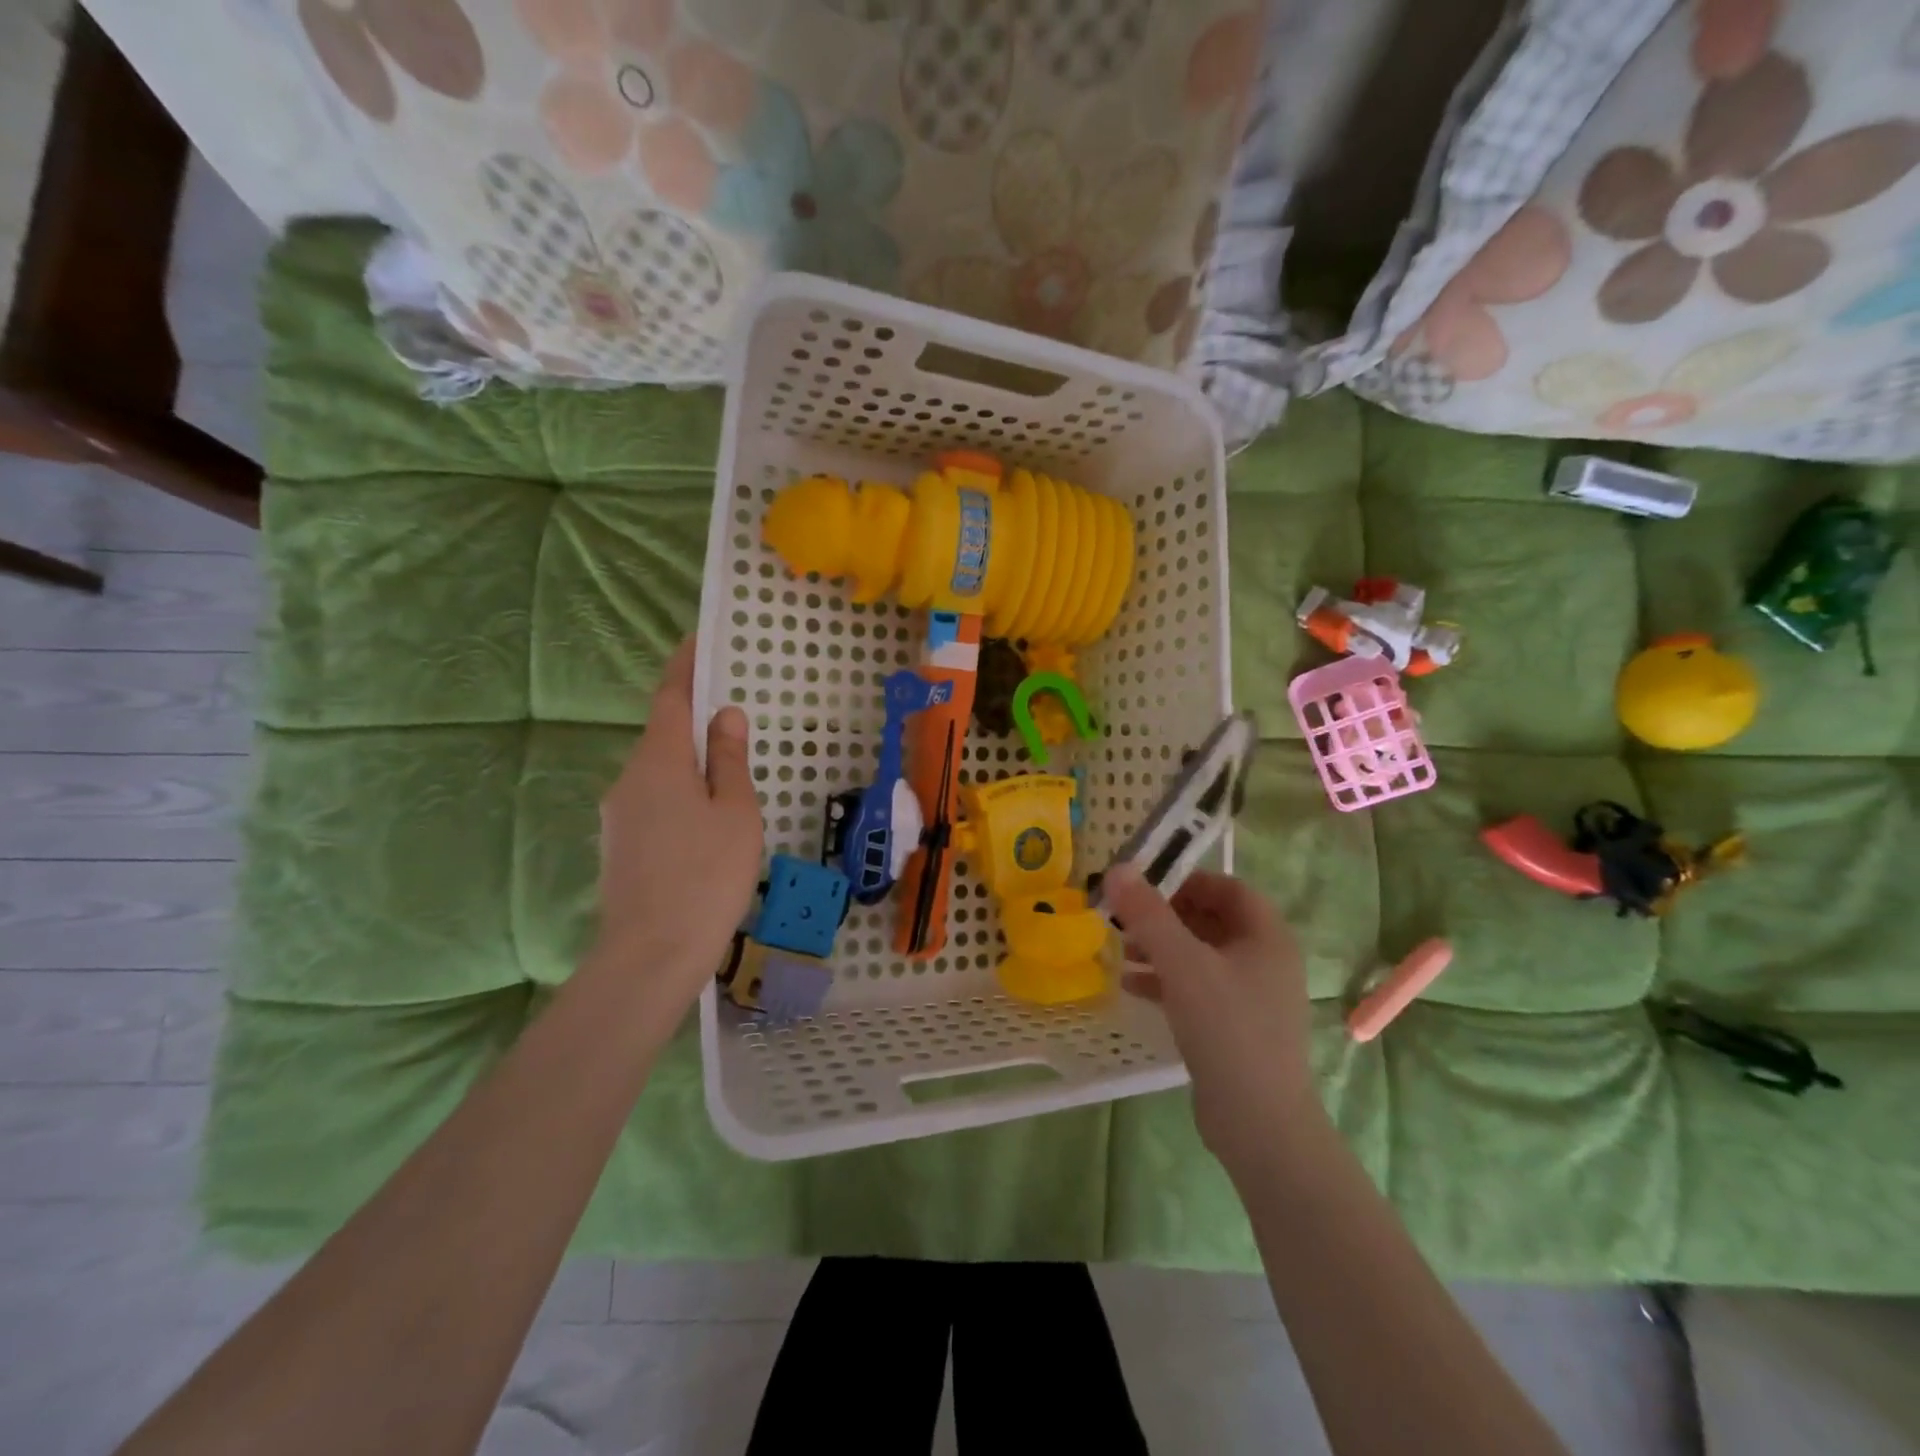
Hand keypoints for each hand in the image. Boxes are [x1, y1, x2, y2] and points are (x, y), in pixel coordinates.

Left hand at [592, 638, 763, 1007]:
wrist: (651, 954)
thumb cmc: (707, 875)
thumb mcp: (735, 813)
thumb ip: (728, 760)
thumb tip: (724, 716)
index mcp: (659, 762)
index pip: (670, 698)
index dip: (684, 666)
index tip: (697, 639)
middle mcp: (629, 779)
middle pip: (662, 735)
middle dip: (692, 720)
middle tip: (730, 718)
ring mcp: (618, 814)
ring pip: (658, 772)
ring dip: (688, 763)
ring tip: (727, 779)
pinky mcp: (619, 845)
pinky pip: (653, 801)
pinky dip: (679, 794)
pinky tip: (705, 823)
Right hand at [1104, 867, 1316, 1173]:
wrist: (1260, 1124)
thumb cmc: (1227, 1029)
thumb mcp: (1182, 964)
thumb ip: (1148, 914)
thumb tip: (1118, 868)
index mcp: (1267, 936)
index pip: (1227, 887)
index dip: (1186, 879)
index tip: (1144, 885)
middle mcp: (1265, 960)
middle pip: (1211, 920)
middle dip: (1164, 916)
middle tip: (1123, 917)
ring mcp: (1252, 996)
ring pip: (1201, 955)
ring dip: (1160, 948)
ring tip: (1118, 949)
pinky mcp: (1235, 1026)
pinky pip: (1198, 987)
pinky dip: (1166, 980)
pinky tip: (1131, 986)